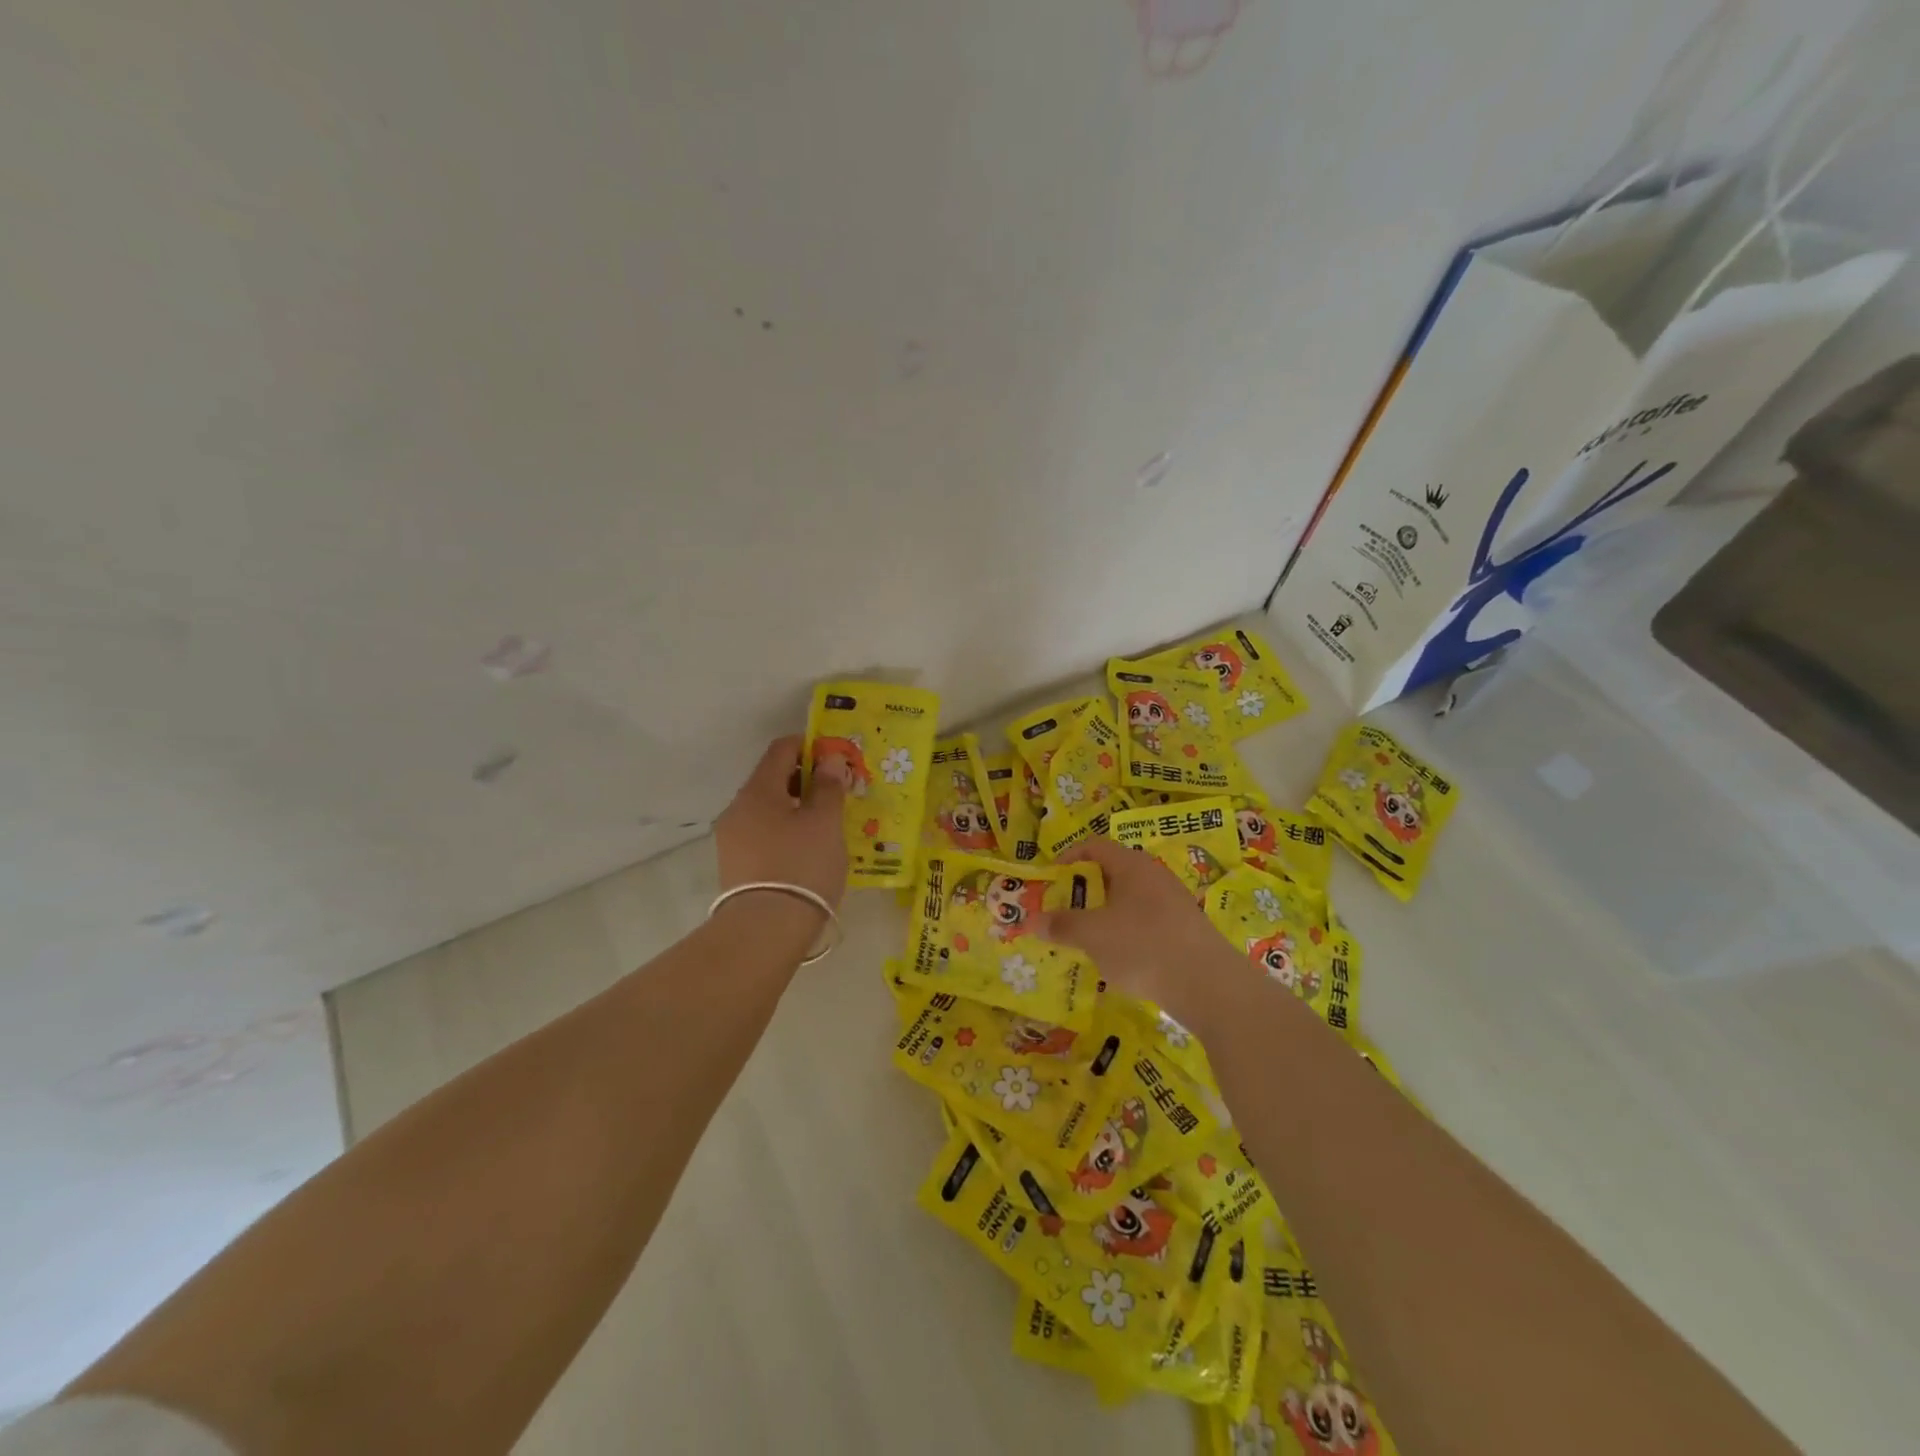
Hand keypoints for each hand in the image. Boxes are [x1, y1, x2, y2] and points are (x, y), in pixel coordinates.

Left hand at [714, 736, 847, 907]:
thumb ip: (828, 786)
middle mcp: (738, 809)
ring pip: (769, 809)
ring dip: (797, 807)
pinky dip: (787, 831)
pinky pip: (764, 834)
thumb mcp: (825, 822)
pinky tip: (808, 850)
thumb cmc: (801, 866)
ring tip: (827, 824)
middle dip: (806, 779)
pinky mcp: (736, 866)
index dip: (810, 745)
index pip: (781, 749)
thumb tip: (829, 759)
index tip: (837, 758)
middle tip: (838, 792)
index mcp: (758, 791)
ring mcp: (732, 839)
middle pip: (773, 779)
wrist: (765, 930)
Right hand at [1035, 837, 1236, 1017]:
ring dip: (1103, 916)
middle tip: (1062, 914)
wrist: (1208, 984)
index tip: (1049, 881)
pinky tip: (1118, 961)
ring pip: (1127, 901)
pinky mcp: (1183, 930)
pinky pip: (1144, 922)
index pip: (1094, 846)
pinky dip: (1125, 934)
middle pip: (1110, 873)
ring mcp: (1172, 903)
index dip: (1067, 858)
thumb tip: (1031, 921)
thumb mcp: (1093, 935)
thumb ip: (1061, 925)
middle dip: (1083, 892)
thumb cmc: (1143, 946)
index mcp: (1131, 865)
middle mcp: (1153, 876)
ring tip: (1086, 941)